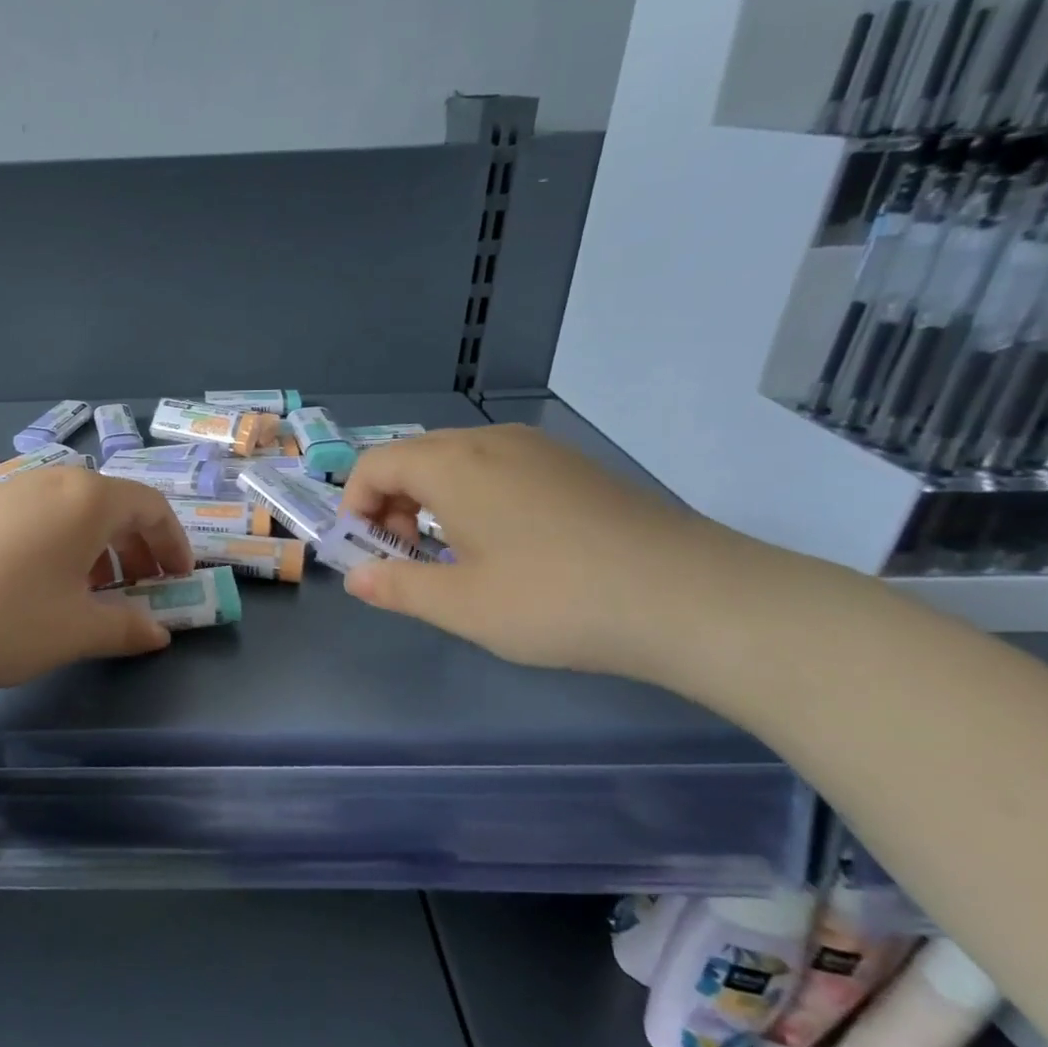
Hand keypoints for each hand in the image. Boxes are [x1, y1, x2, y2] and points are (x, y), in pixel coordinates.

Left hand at [0, 466, 193, 708]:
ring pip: (71, 512)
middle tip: (141, 589)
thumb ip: (127, 627)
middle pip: (111, 504)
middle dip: (136, 547)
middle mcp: (49, 481)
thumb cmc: (3, 621)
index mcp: (86, 498)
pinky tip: (41, 587)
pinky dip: (58, 546)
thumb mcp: (76, 630)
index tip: (179, 581)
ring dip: (96, 548)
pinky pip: (35, 519)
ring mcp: (6, 492)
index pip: (150, 506)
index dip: (172, 544)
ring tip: (92, 593)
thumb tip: (158, 632)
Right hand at [339, 425, 759, 679]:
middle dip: (392, 506)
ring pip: (457, 463)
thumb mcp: (461, 605)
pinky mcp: (573, 467)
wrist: (692, 598)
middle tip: (407, 560)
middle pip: (413, 459)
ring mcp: (538, 450)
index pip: (374, 465)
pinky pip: (498, 469)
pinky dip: (475, 499)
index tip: (368, 554)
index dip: (355, 507)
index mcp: (453, 464)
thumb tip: (357, 578)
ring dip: (432, 503)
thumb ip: (396, 587)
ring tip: (453, 558)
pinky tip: (507, 548)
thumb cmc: (556, 600)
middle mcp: (490, 441)